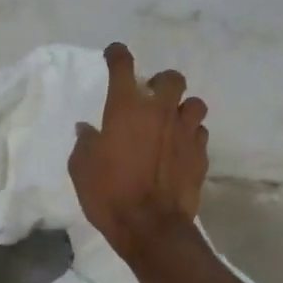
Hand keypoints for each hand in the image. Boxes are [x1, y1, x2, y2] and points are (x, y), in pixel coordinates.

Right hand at [69, 43, 209, 255]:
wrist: (151, 227)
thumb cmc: (108, 194)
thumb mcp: (81, 167)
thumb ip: (85, 142)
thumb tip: (88, 129)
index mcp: (126, 108)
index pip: (123, 65)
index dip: (117, 54)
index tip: (114, 55)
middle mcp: (160, 112)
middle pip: (171, 77)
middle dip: (161, 82)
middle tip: (150, 97)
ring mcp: (185, 132)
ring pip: (194, 103)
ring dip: (182, 108)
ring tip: (170, 122)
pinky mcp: (200, 154)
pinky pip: (199, 132)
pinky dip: (190, 135)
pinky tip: (179, 148)